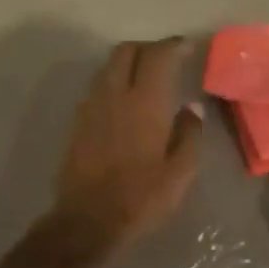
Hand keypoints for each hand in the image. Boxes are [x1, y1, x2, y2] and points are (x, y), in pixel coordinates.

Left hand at [52, 38, 203, 249]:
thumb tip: (190, 109)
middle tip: (167, 59)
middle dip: (148, 48)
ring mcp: (92, 107)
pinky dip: (115, 81)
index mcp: (145, 103)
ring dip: (129, 62)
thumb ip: (189, 135)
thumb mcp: (180, 173)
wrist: (87, 221)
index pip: (158, 56)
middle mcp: (115, 95)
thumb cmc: (141, 198)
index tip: (187, 46)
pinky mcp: (78, 122)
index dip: (174, 46)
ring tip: (148, 78)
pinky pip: (99, 86)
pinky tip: (127, 102)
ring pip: (109, 67)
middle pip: (127, 51)